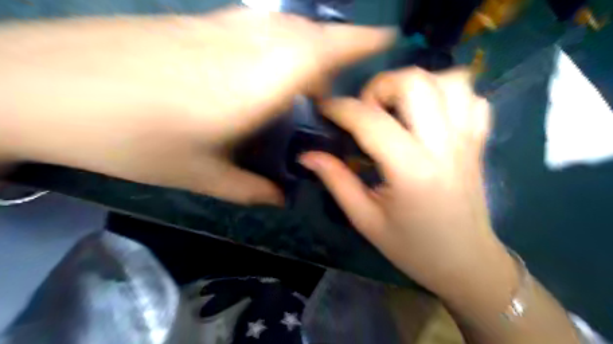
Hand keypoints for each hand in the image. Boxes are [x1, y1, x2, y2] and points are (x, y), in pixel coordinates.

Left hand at [0, 7, 392, 203]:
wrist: (44, 87)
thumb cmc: (130, 139)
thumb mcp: (200, 176)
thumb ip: (249, 188)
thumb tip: (280, 198)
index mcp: (256, 83)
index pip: (323, 51)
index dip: (361, 40)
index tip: (389, 38)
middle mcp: (247, 46)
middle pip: (310, 35)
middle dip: (339, 50)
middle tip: (340, 87)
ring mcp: (221, 28)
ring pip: (284, 27)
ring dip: (309, 46)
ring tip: (311, 80)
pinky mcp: (198, 23)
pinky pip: (257, 26)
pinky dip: (278, 40)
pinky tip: (267, 64)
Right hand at [301, 68, 515, 297]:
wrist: (465, 262)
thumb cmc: (411, 247)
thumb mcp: (365, 219)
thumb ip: (336, 180)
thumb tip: (307, 155)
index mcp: (411, 170)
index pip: (370, 120)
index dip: (340, 108)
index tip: (324, 110)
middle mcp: (443, 146)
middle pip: (415, 82)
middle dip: (380, 86)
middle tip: (367, 110)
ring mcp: (467, 140)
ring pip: (450, 81)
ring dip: (416, 85)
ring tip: (398, 109)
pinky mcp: (479, 142)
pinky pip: (472, 98)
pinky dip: (448, 94)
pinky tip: (430, 115)